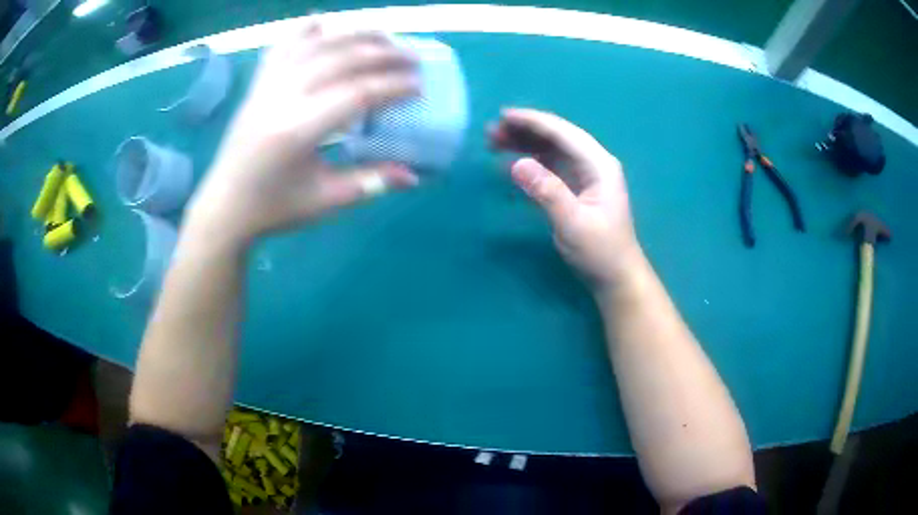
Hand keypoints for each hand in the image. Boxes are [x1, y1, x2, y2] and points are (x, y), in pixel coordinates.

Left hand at [187, 25, 420, 242]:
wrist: (225, 206)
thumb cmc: (274, 208)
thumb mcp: (325, 201)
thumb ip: (370, 182)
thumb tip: (414, 176)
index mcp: (297, 131)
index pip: (356, 94)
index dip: (392, 86)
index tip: (419, 85)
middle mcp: (281, 98)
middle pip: (340, 60)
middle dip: (383, 54)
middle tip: (413, 58)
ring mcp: (266, 86)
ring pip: (315, 45)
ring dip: (354, 35)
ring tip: (384, 36)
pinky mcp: (257, 84)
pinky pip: (282, 46)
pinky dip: (305, 31)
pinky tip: (325, 21)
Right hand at [489, 108, 640, 289]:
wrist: (616, 277)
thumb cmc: (600, 252)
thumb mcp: (573, 224)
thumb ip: (547, 192)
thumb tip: (516, 164)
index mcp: (599, 165)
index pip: (563, 133)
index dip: (533, 122)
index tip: (503, 116)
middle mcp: (593, 163)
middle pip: (557, 137)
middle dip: (525, 130)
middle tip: (491, 133)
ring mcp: (586, 175)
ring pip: (552, 149)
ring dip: (526, 143)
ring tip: (495, 142)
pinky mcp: (577, 188)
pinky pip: (552, 165)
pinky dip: (532, 159)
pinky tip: (513, 160)